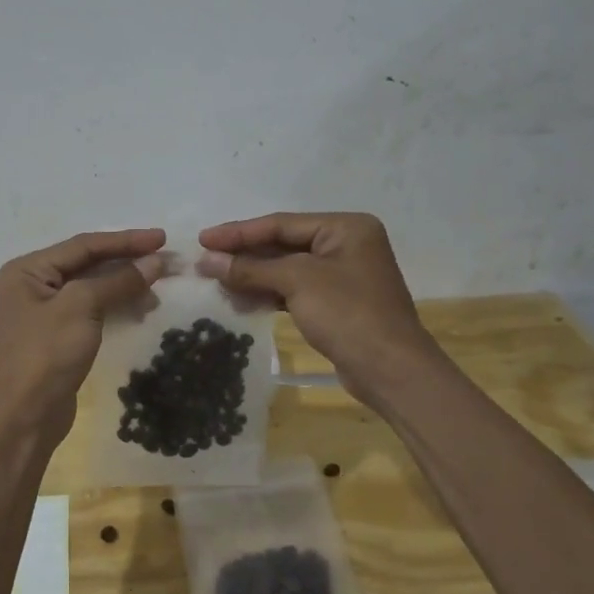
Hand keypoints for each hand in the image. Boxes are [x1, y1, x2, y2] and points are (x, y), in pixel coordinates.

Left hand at [0, 229, 166, 447]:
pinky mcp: (58, 335)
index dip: (125, 240)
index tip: (162, 238)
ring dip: (125, 284)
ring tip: (159, 287)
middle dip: (127, 262)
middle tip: (166, 260)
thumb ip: (119, 280)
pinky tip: (142, 307)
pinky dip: (116, 304)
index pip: (84, 245)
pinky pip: (91, 309)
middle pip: (88, 263)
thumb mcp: (82, 308)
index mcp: (28, 269)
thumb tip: (156, 261)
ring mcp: (44, 311)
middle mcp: (32, 284)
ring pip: (92, 287)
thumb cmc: (46, 354)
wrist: (25, 418)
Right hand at [198, 212, 441, 409]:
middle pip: (283, 244)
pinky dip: (268, 293)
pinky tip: (241, 299)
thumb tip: (207, 260)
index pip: (281, 223)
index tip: (203, 239)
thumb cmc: (348, 313)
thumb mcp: (297, 282)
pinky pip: (295, 289)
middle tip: (205, 260)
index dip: (239, 232)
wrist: (391, 370)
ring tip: (215, 281)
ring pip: (287, 268)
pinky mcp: (337, 303)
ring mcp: (343, 275)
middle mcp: (346, 245)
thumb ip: (250, 268)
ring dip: (252, 275)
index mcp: (345, 227)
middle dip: (244, 254)